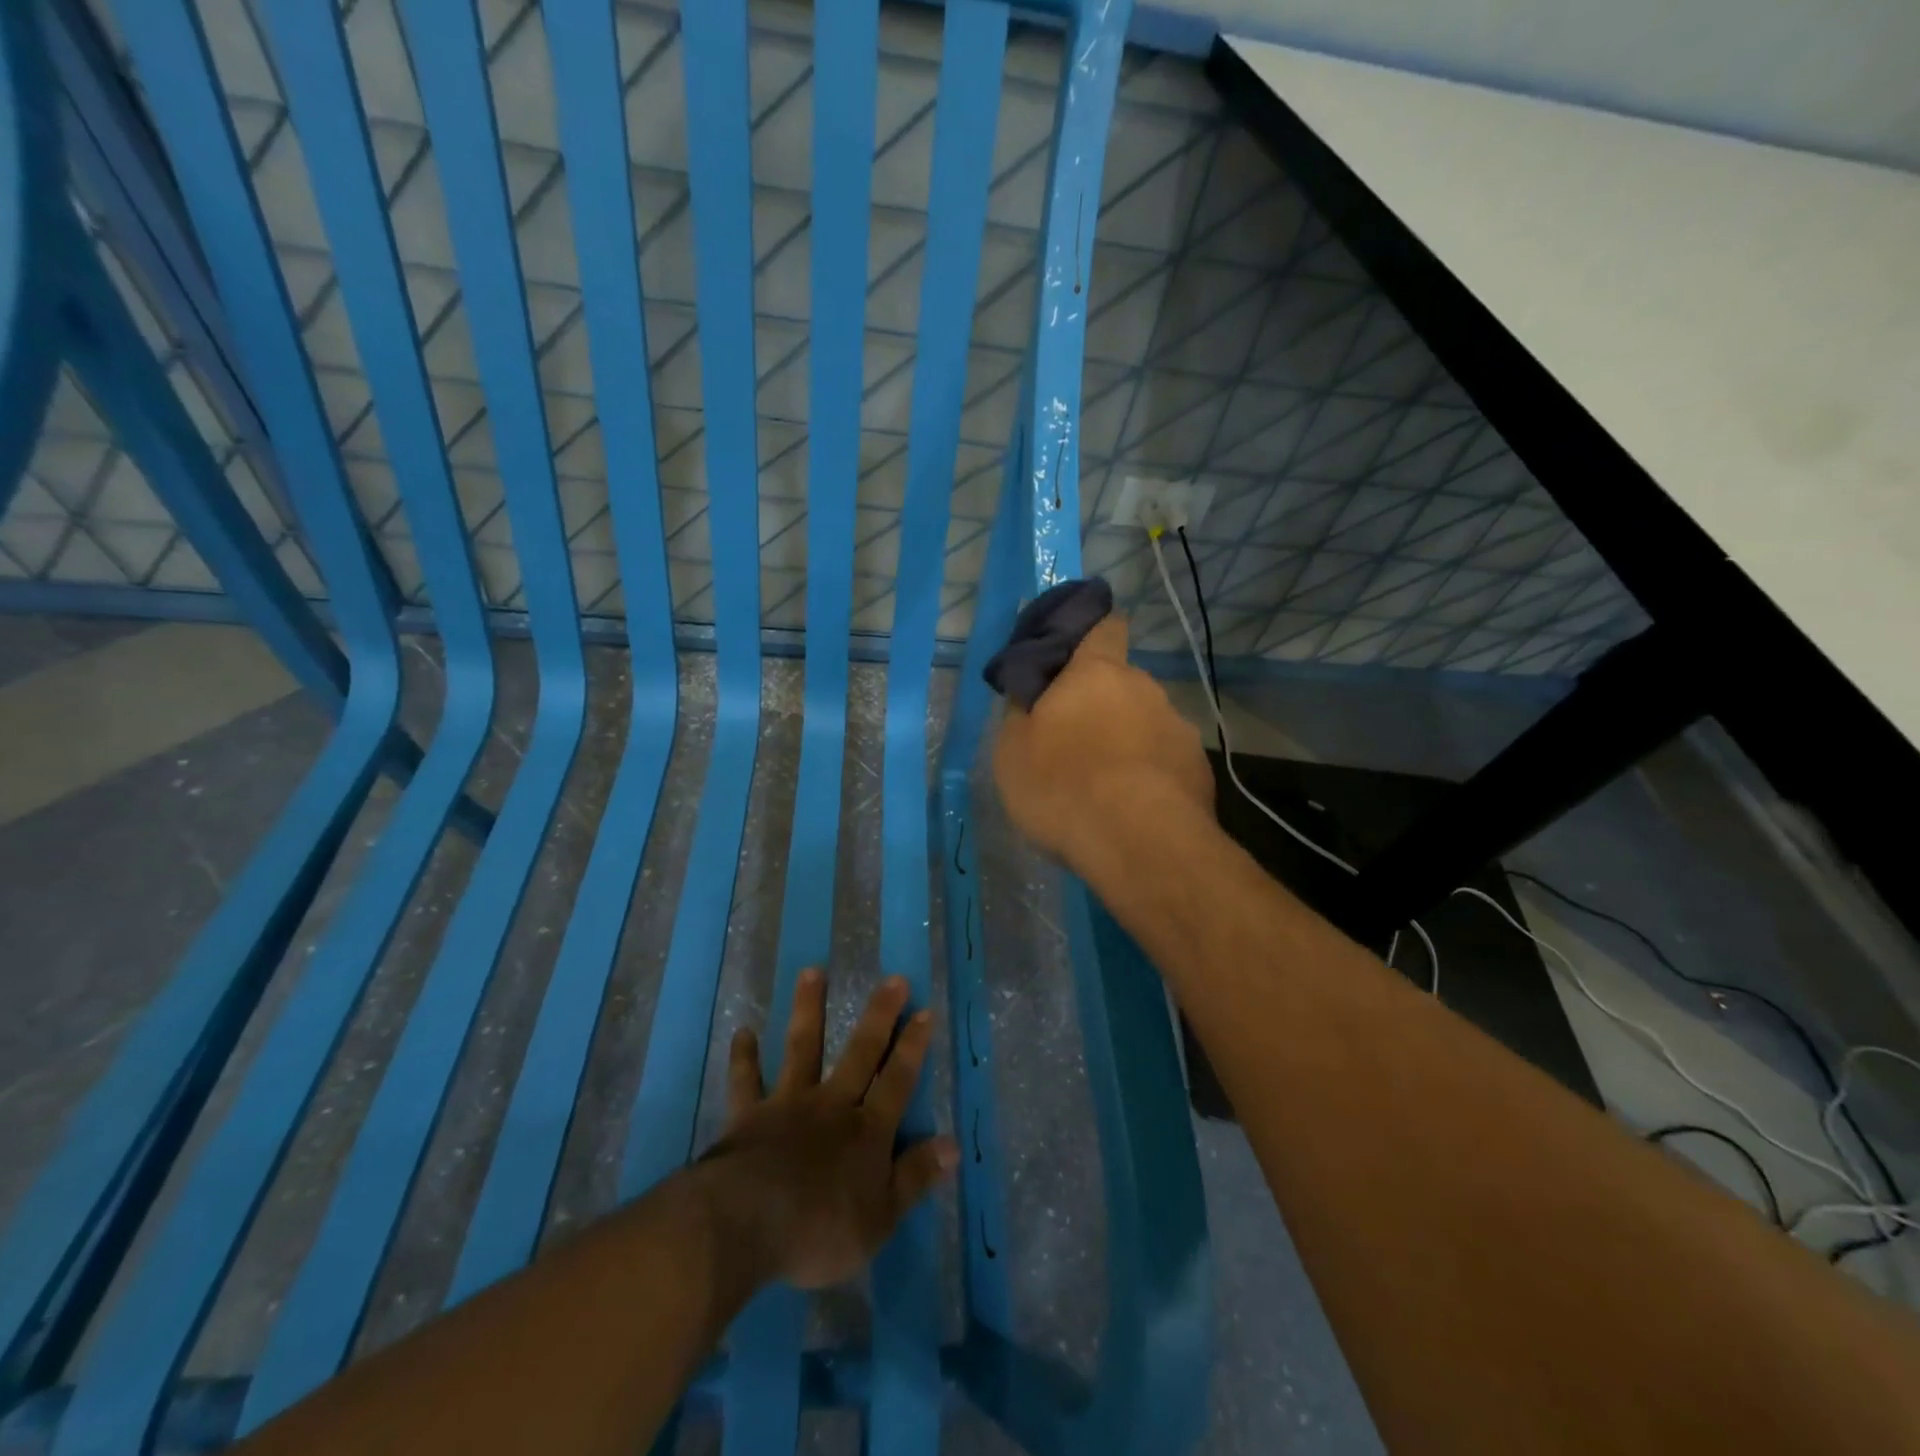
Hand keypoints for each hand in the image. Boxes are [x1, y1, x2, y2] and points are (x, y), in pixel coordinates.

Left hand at [696, 971, 956, 1290]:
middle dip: (879, 1016)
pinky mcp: (749, 1116)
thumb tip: (952, 1145)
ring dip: (808, 1010)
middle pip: (860, 1053)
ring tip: (811, 971)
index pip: (897, 1081)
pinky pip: (746, 1082)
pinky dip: (744, 1058)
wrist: (745, 1224)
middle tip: (893, 979)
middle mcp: (831, 1105)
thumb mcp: (880, 1218)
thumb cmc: (819, 1229)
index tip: (925, 1011)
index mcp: (866, 1131)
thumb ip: (914, 1178)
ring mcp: (788, 1105)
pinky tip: (742, 1032)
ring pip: (802, 1049)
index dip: (913, 1047)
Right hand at [992, 613, 1214, 874]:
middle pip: (1122, 683)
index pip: (1105, 627)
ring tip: (1105, 785)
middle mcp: (1145, 689)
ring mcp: (1179, 729)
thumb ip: (1021, 712)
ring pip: (1146, 724)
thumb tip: (1030, 693)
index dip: (1092, 632)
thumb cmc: (1063, 786)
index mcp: (1097, 673)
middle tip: (1075, 739)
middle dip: (1102, 703)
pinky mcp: (1200, 770)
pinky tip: (1133, 809)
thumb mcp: (1012, 751)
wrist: (1139, 844)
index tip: (1076, 652)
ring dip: (1127, 741)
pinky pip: (1165, 762)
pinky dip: (1150, 775)